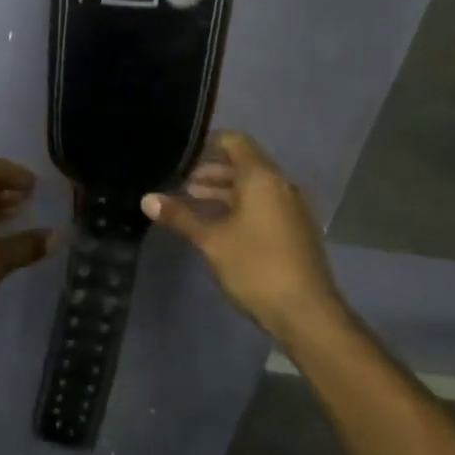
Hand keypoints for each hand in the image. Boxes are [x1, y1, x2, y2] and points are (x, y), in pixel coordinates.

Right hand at [141, 132, 342, 343]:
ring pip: (253, 186)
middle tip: (180, 184)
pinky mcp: (295, 228)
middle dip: (211, 171)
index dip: (207, 144)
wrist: (306, 312)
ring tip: (193, 203)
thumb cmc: (256, 268)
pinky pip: (264, 204)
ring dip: (224, 190)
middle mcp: (281, 185)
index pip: (235, 142)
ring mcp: (292, 207)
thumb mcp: (211, 241)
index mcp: (262, 178)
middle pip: (244, 164)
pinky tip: (218, 225)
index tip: (182, 157)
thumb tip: (147, 199)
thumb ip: (180, 216)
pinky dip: (240, 206)